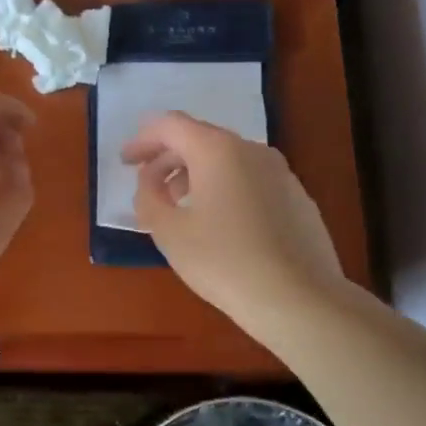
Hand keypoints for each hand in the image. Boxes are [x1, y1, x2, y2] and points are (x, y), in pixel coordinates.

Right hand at [122, 112, 346, 340]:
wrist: (299, 299)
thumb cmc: (224, 262)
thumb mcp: (169, 232)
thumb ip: (148, 198)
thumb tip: (150, 183)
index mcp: (217, 150)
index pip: (171, 126)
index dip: (143, 140)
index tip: (125, 162)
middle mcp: (251, 150)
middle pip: (200, 139)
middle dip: (168, 159)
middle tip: (148, 187)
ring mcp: (280, 172)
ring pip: (227, 160)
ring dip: (196, 175)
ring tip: (179, 208)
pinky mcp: (297, 197)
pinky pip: (250, 180)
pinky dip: (224, 189)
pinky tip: (220, 224)